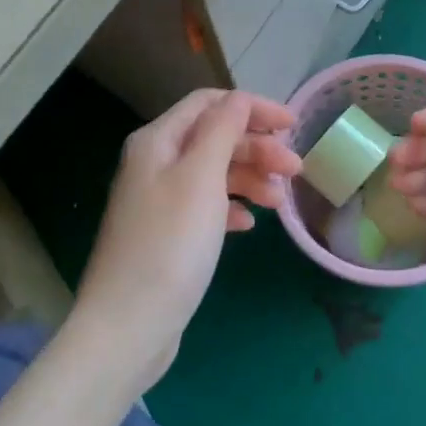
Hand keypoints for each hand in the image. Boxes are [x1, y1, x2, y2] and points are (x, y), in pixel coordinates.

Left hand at [74, 89, 300, 391]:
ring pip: (213, 173)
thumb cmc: (170, 244)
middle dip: (257, 148)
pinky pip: (206, 207)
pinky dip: (231, 207)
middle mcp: (154, 164)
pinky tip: (248, 224)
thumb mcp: (200, 178)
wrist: (128, 325)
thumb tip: (239, 100)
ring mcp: (159, 201)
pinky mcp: (167, 235)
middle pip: (214, 138)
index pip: (209, 104)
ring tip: (279, 201)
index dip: (252, 108)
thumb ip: (222, 131)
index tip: (293, 125)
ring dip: (250, 178)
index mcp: (157, 141)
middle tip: (296, 169)